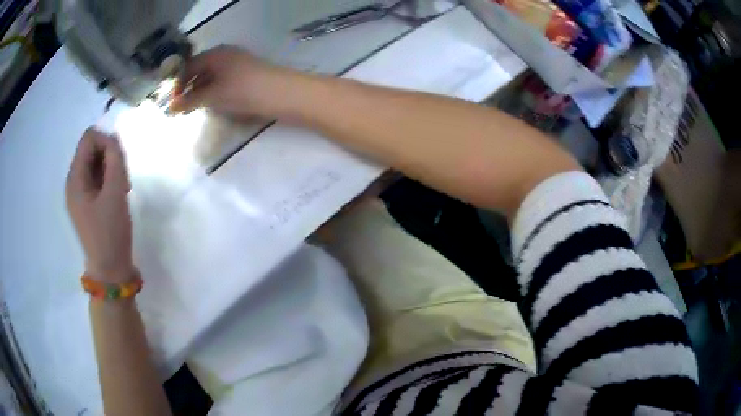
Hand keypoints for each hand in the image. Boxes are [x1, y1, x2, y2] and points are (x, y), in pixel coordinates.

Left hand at [66, 128, 135, 282]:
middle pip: (91, 149)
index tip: (119, 164)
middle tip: (122, 179)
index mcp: (75, 179)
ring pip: (95, 163)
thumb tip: (113, 139)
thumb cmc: (111, 233)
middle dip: (109, 156)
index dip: (107, 142)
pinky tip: (116, 195)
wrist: (110, 270)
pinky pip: (97, 178)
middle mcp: (73, 182)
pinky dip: (109, 180)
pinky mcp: (86, 202)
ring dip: (111, 169)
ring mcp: (79, 193)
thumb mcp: (115, 193)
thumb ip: (115, 160)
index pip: (89, 139)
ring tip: (121, 190)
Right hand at [169, 46, 287, 118]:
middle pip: (200, 70)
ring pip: (212, 76)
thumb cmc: (242, 91)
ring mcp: (237, 63)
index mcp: (215, 54)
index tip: (173, 102)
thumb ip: (190, 101)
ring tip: (196, 108)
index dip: (179, 84)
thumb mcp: (212, 96)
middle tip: (182, 107)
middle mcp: (225, 55)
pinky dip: (214, 92)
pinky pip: (223, 81)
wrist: (279, 94)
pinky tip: (214, 104)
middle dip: (189, 88)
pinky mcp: (246, 75)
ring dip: (202, 91)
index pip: (189, 66)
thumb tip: (170, 107)